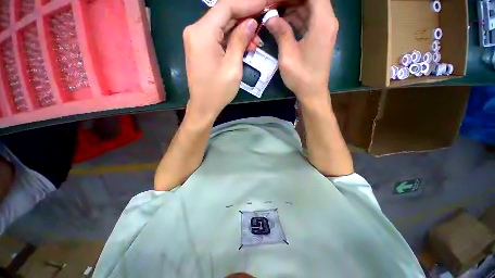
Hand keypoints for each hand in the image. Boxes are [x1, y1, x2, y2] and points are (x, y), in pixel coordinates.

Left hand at [183, 0, 269, 121]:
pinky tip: (244, 45)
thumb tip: (251, 22)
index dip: (248, 3)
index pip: (226, 6)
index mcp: (202, 33)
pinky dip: (232, 38)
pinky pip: (218, 36)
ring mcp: (196, 38)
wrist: (204, 105)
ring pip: (222, 25)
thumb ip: (240, 40)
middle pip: (223, 14)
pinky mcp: (200, 47)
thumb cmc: (218, 90)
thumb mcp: (233, 66)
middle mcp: (196, 30)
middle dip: (245, 16)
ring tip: (256, 40)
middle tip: (263, 20)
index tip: (265, 3)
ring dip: (240, 29)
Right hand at [266, 0, 338, 103]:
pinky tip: (283, 22)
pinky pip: (309, 19)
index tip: (278, 1)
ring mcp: (325, 29)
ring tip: (275, 12)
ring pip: (310, 7)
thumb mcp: (287, 55)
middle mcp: (328, 21)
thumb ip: (281, 33)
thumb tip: (270, 17)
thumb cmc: (300, 76)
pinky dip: (297, 18)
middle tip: (274, 6)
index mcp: (323, 22)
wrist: (312, 91)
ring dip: (293, 7)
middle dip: (292, 0)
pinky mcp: (320, 36)